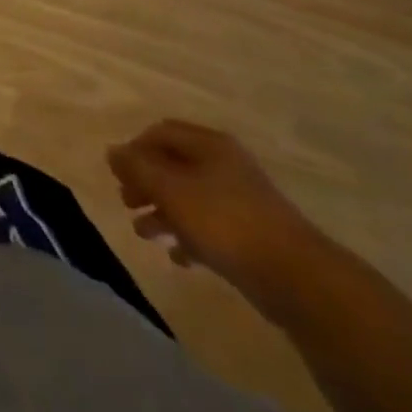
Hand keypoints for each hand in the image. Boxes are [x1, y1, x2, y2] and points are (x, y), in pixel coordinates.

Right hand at [107, 120, 325, 312]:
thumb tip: (112, 151)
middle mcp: (225, 165)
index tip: (119, 174)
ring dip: (162, 211)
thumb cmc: (225, 222)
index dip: (134, 149)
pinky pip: (210, 227)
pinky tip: (177, 255)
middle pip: (173, 164)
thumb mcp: (171, 190)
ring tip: (143, 233)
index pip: (160, 132)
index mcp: (208, 145)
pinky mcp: (252, 235)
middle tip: (127, 202)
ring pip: (189, 197)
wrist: (299, 278)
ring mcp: (241, 200)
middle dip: (146, 183)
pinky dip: (189, 235)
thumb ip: (137, 169)